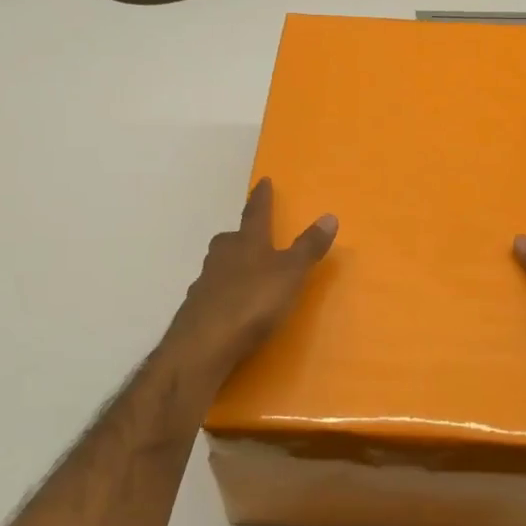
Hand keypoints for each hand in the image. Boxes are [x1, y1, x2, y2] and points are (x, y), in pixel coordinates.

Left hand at [162, 178, 336, 388]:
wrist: (202, 345)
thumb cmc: (252, 302)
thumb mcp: (290, 274)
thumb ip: (308, 247)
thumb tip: (329, 215)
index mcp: (247, 243)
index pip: (256, 213)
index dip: (262, 197)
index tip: (263, 181)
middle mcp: (222, 256)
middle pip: (230, 239)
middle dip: (241, 234)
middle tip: (250, 235)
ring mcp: (204, 283)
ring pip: (218, 265)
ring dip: (230, 264)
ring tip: (243, 272)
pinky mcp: (195, 310)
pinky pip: (212, 292)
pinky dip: (222, 293)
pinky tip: (229, 305)